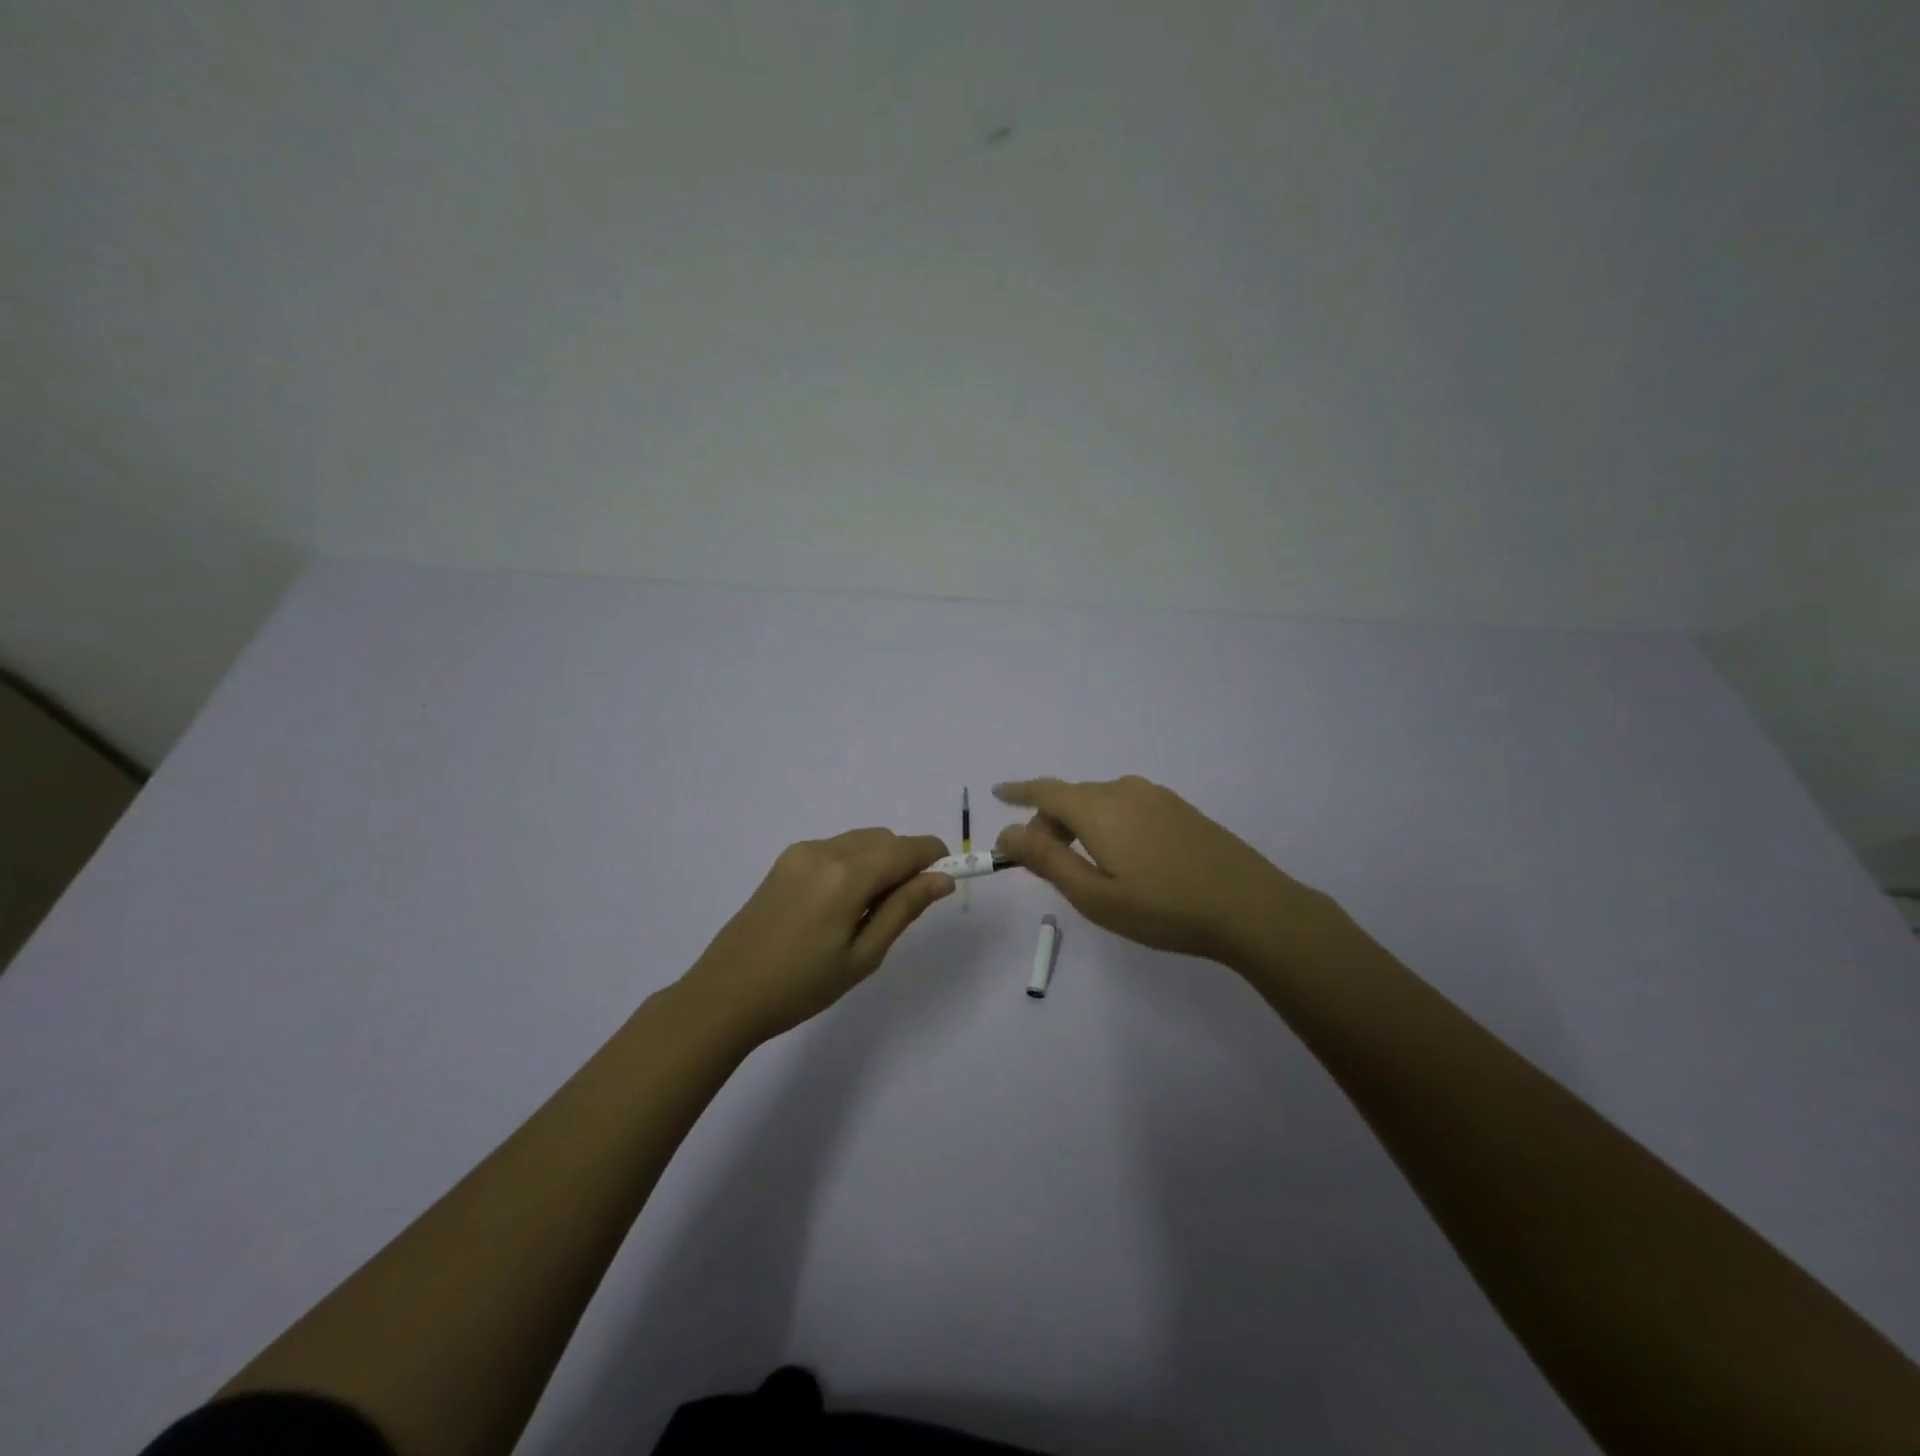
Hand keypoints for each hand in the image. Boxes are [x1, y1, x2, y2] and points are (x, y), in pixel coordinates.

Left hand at [680, 829, 953, 1042]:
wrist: (726, 994)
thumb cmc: (801, 986)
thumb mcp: (863, 956)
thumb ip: (904, 909)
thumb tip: (942, 879)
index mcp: (846, 875)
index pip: (906, 848)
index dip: (933, 857)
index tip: (947, 878)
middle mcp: (824, 851)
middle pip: (884, 839)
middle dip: (906, 861)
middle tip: (904, 908)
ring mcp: (801, 853)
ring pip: (860, 841)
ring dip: (880, 861)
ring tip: (869, 911)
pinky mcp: (785, 861)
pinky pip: (836, 849)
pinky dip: (854, 863)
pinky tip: (842, 904)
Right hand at [993, 776, 1322, 968]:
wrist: (1250, 906)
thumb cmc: (1163, 908)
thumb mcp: (1094, 895)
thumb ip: (1047, 860)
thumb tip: (1007, 833)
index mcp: (1097, 808)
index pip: (1044, 791)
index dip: (1018, 792)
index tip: (998, 794)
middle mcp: (1124, 790)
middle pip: (1071, 798)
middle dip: (1049, 824)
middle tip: (1043, 864)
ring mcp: (1156, 796)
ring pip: (1100, 802)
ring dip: (1079, 825)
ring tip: (1084, 866)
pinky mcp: (1179, 808)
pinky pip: (1127, 806)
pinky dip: (1108, 824)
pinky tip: (1124, 858)